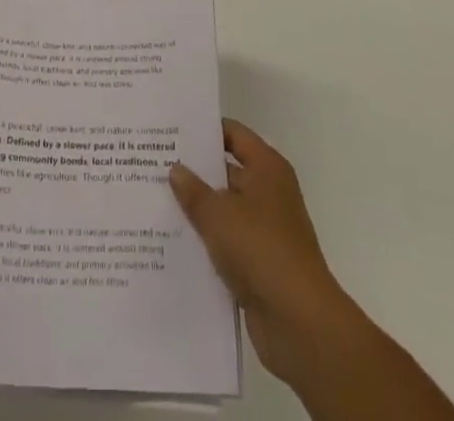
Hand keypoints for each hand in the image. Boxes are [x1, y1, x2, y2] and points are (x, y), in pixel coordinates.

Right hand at [169, 120, 359, 387]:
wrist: (299, 323)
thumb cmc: (262, 250)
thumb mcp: (219, 215)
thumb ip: (194, 190)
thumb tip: (176, 168)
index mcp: (267, 168)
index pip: (233, 134)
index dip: (205, 130)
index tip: (172, 130)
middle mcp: (269, 193)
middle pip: (227, 172)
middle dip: (194, 172)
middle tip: (154, 165)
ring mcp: (265, 230)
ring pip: (224, 210)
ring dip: (197, 211)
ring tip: (155, 202)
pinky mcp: (259, 264)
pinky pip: (226, 244)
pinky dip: (206, 243)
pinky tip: (172, 242)